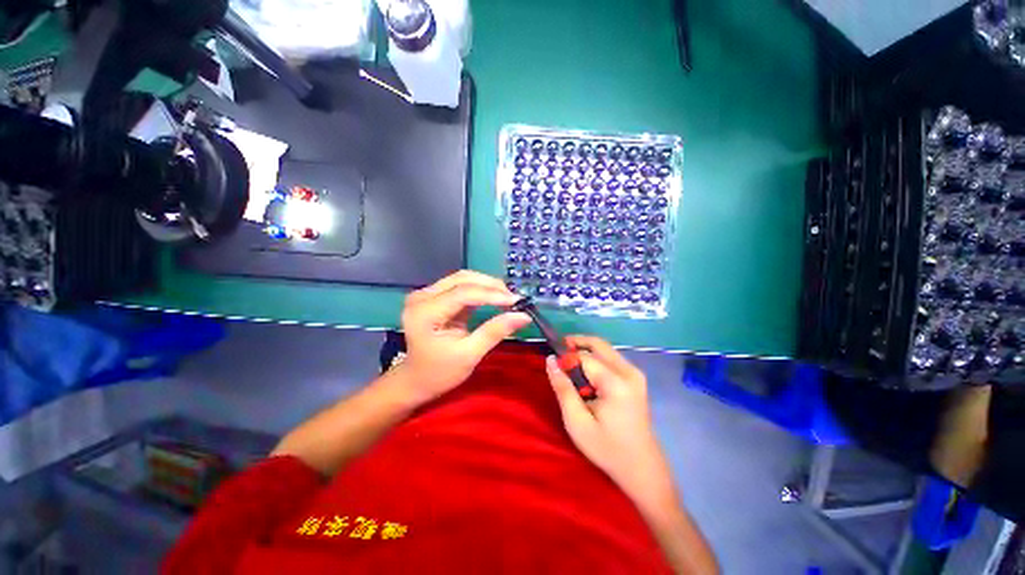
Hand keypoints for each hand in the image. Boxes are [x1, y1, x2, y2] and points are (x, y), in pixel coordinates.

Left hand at [399, 270, 530, 404]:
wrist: (417, 380)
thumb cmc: (440, 373)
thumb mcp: (469, 355)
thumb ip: (495, 331)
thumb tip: (524, 315)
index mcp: (424, 312)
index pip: (463, 293)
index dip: (492, 294)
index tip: (517, 301)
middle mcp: (422, 297)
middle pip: (462, 279)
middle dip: (491, 286)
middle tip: (513, 299)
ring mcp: (426, 294)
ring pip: (462, 279)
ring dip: (486, 285)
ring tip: (506, 297)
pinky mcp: (434, 296)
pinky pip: (460, 286)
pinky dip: (480, 290)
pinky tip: (494, 297)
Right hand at [546, 336, 676, 508]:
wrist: (642, 467)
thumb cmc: (607, 448)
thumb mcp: (577, 422)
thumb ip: (562, 388)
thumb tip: (550, 360)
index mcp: (616, 383)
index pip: (584, 356)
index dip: (566, 358)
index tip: (553, 368)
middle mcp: (629, 371)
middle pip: (598, 344)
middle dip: (576, 343)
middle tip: (559, 355)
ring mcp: (636, 373)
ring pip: (605, 349)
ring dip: (585, 352)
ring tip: (571, 369)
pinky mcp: (636, 378)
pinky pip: (611, 358)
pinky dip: (596, 360)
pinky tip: (587, 377)